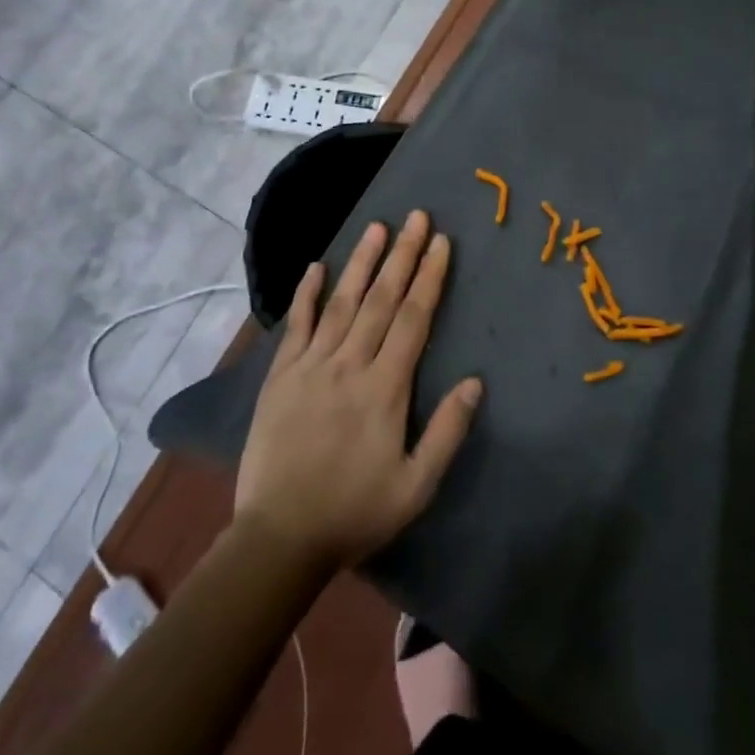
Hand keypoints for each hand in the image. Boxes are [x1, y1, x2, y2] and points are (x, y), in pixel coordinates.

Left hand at [234, 212, 482, 571]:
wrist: (279, 538)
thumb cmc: (354, 512)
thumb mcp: (415, 486)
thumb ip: (446, 432)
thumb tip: (475, 382)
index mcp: (385, 388)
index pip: (413, 318)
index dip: (429, 277)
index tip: (440, 242)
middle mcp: (349, 364)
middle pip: (382, 299)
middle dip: (402, 255)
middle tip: (416, 216)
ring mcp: (311, 366)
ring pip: (341, 302)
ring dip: (361, 262)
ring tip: (376, 227)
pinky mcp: (281, 376)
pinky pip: (296, 325)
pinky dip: (307, 294)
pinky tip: (317, 266)